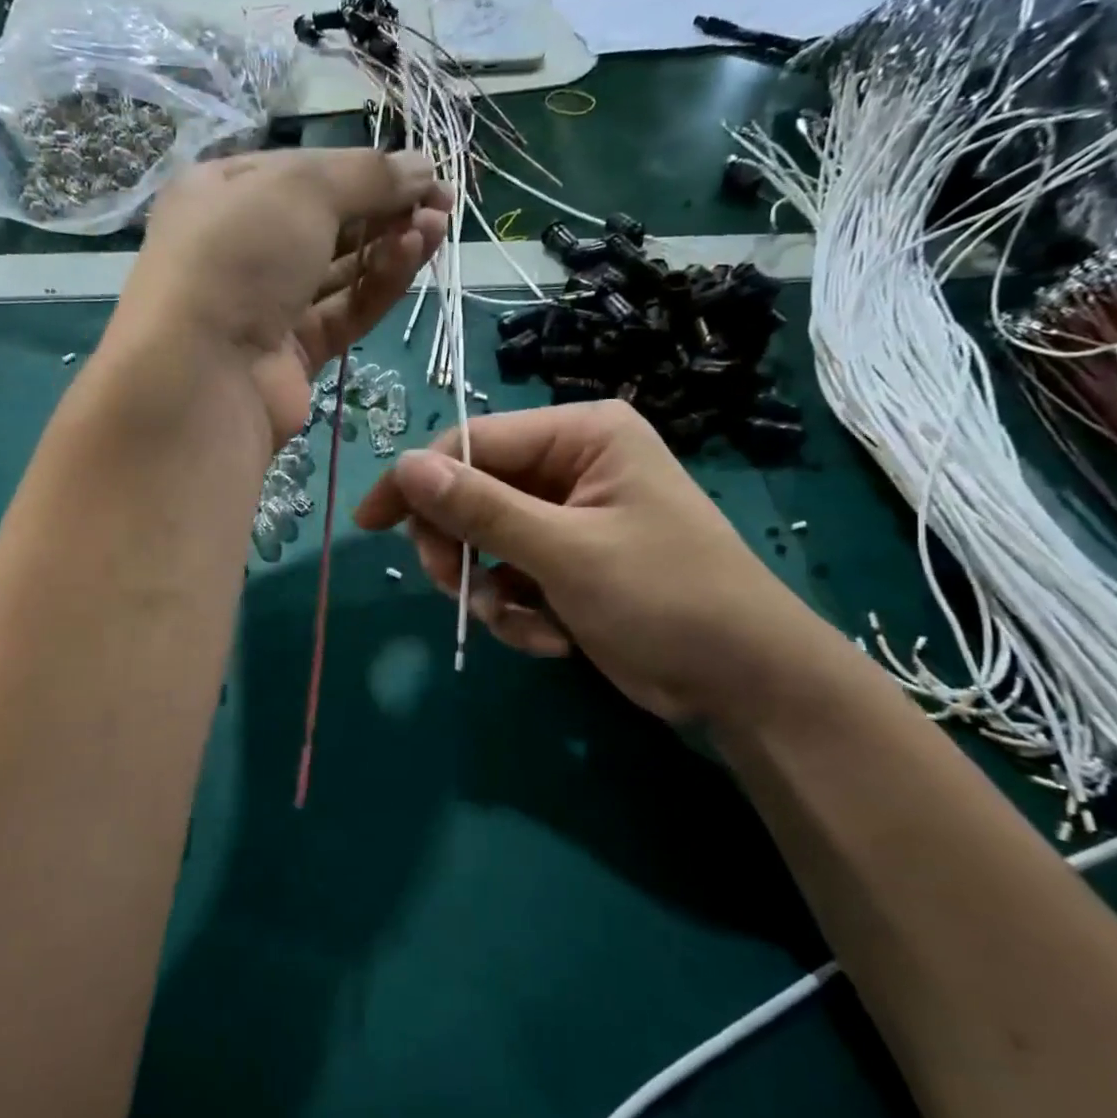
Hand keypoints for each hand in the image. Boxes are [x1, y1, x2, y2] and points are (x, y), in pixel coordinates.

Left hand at [117, 150, 451, 440]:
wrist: (202, 375)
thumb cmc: (239, 255)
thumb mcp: (301, 189)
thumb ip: (367, 175)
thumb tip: (423, 166)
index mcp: (223, 193)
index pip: (304, 172)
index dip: (364, 168)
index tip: (421, 171)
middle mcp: (243, 248)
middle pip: (327, 221)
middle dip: (385, 207)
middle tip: (440, 203)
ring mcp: (267, 305)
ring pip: (341, 269)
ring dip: (390, 244)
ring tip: (436, 227)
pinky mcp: (294, 353)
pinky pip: (344, 311)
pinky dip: (379, 284)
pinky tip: (411, 257)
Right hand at [355, 401, 827, 723]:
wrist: (744, 682)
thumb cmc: (666, 598)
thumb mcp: (565, 552)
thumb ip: (481, 509)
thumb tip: (405, 467)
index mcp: (580, 435)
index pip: (472, 443)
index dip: (417, 483)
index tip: (371, 525)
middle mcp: (571, 464)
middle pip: (472, 494)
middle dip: (462, 552)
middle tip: (460, 593)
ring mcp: (568, 517)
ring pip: (484, 543)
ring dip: (490, 592)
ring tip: (523, 625)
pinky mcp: (566, 563)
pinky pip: (509, 577)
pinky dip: (517, 612)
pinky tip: (553, 639)